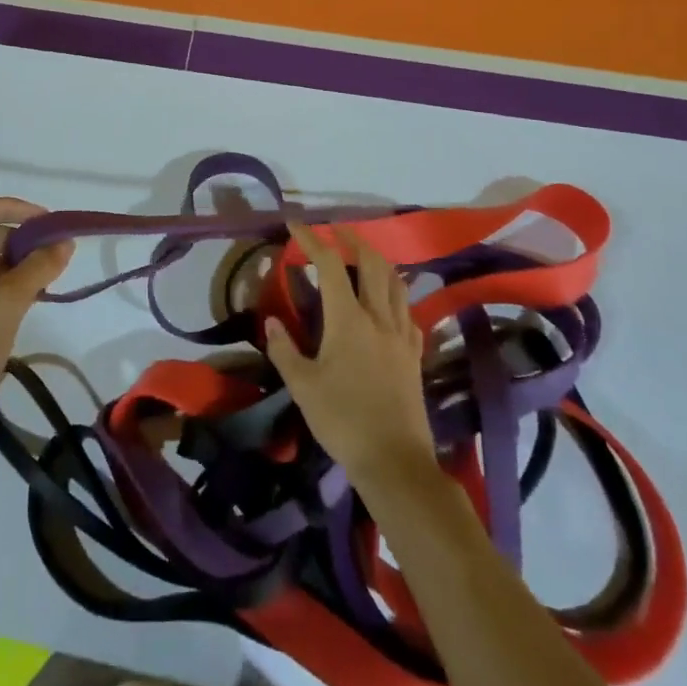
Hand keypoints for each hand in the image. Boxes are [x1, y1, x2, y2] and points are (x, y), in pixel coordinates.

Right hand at [265, 222, 436, 494]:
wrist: (394, 460)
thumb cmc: (342, 420)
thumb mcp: (302, 386)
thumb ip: (284, 349)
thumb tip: (271, 321)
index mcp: (348, 320)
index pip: (329, 265)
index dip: (312, 240)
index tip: (295, 225)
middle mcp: (379, 318)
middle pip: (372, 263)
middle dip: (353, 240)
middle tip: (336, 231)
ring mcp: (402, 335)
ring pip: (396, 283)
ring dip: (379, 262)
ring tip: (363, 258)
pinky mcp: (414, 355)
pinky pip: (407, 312)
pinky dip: (395, 296)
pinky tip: (387, 305)